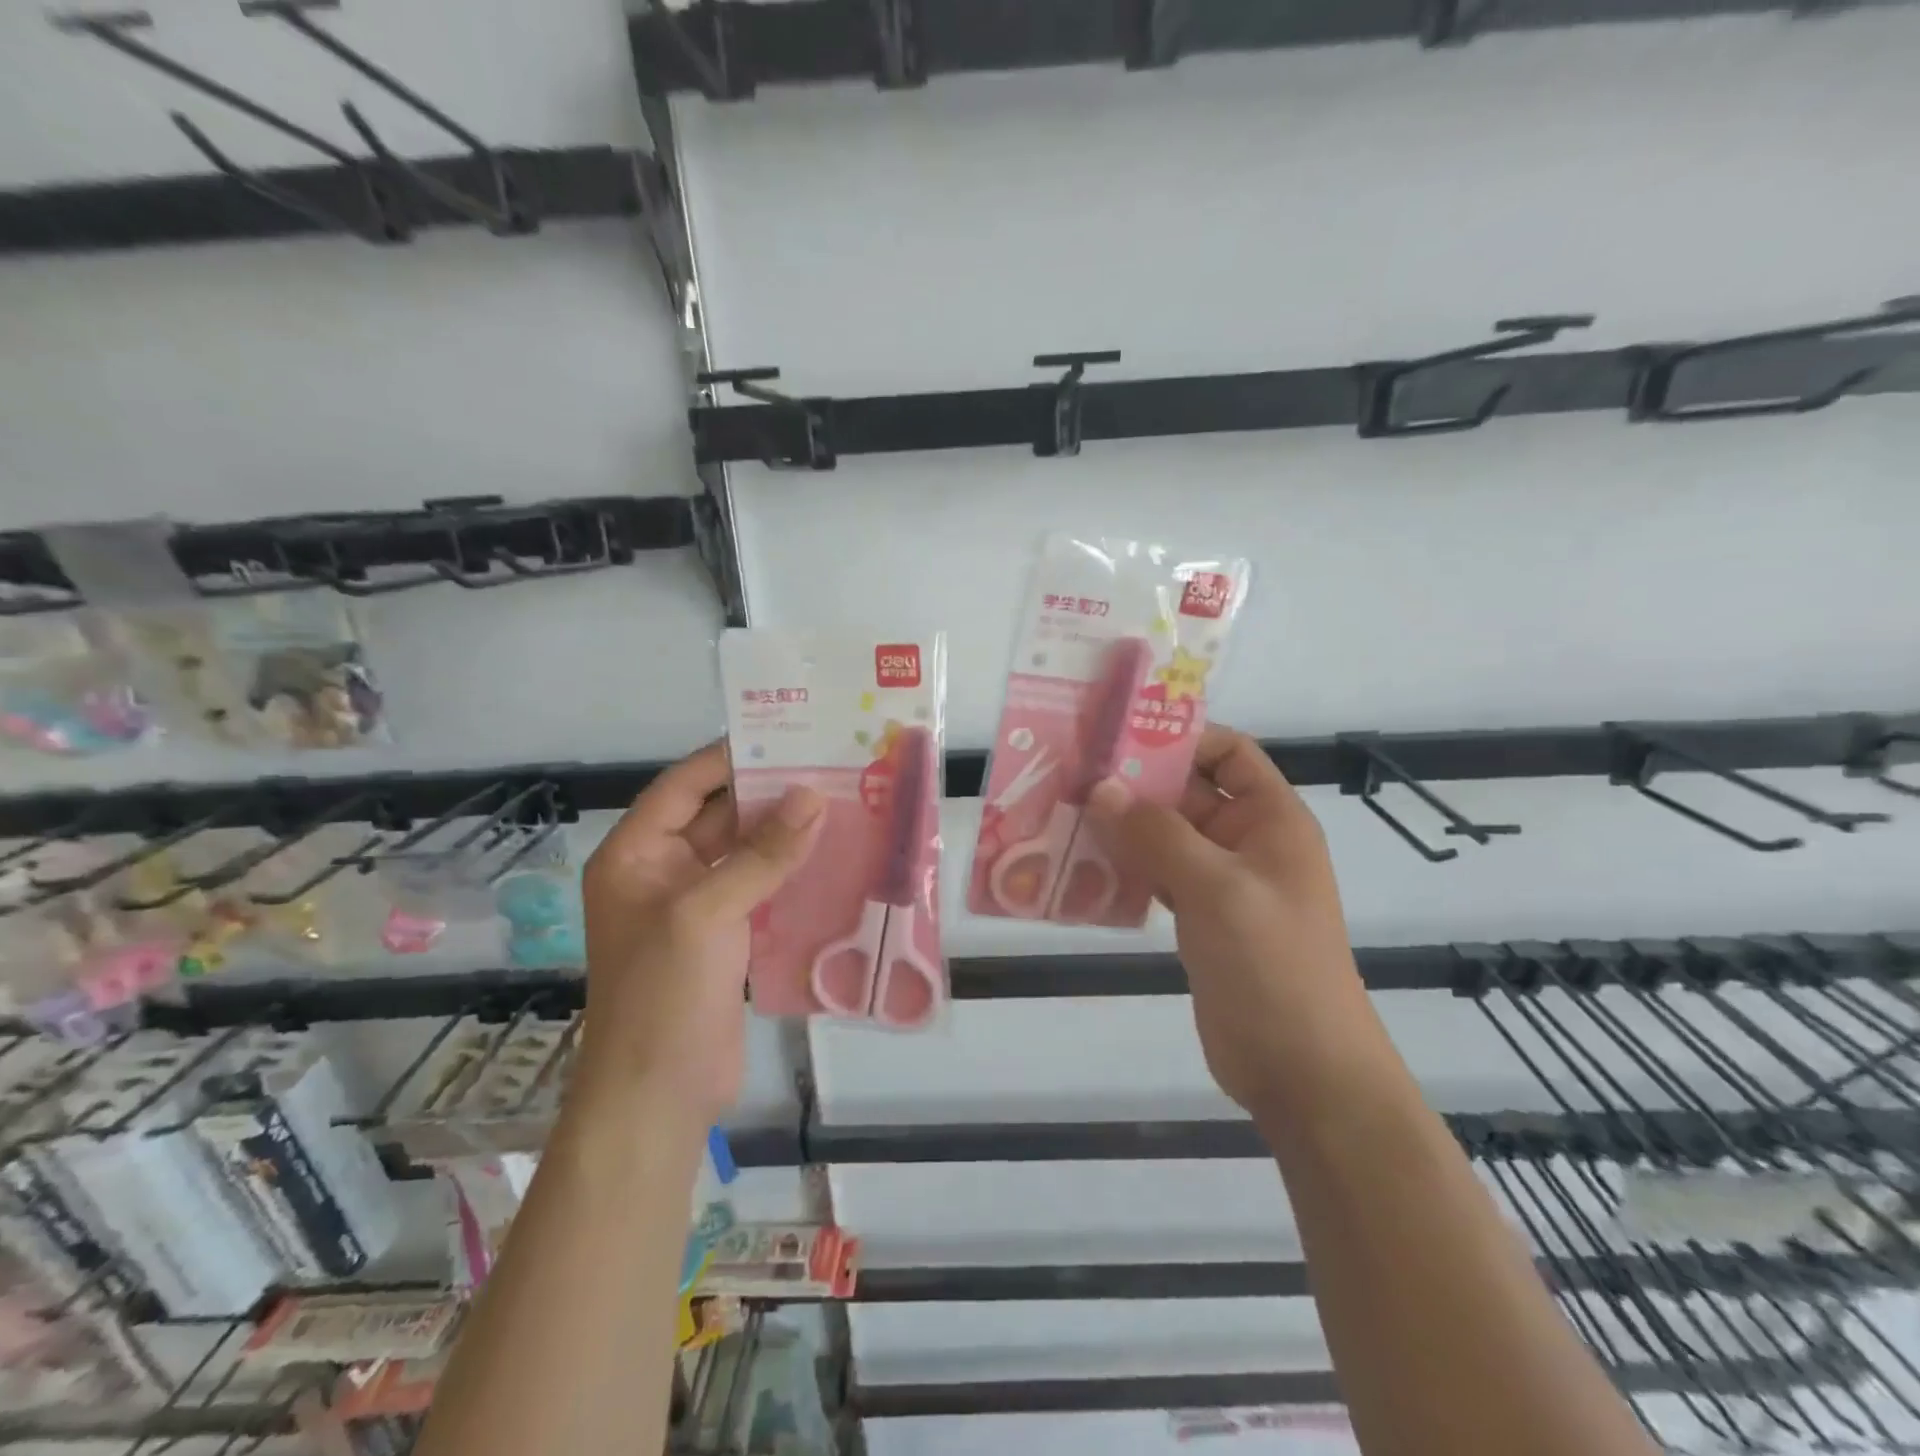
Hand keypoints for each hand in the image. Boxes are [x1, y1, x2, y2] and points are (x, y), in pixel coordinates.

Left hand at [575, 743, 822, 1126]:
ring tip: (842, 802)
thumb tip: (814, 796)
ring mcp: (696, 906)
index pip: (683, 786)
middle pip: (719, 816)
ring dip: (786, 833)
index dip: (729, 759)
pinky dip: (792, 871)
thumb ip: (762, 854)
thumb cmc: (663, 994)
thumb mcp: (707, 913)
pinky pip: (761, 888)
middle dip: (769, 794)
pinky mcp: (726, 936)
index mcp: (635, 855)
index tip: (785, 736)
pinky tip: (835, 855)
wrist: (659, 1096)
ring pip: (745, 853)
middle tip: (828, 766)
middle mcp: (662, 871)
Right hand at [1084, 725, 1372, 1113]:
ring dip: (1121, 828)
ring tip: (1063, 816)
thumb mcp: (1216, 888)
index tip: (1117, 737)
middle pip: (1186, 793)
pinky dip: (1124, 869)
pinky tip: (1081, 867)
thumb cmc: (1271, 963)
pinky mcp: (1200, 919)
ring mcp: (1221, 883)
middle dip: (1133, 785)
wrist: (1301, 1069)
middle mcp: (1246, 842)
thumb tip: (1101, 789)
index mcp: (1270, 819)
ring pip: (1165, 837)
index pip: (1227, 753)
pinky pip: (1157, 877)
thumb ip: (1157, 834)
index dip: (1179, 738)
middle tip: (1070, 776)